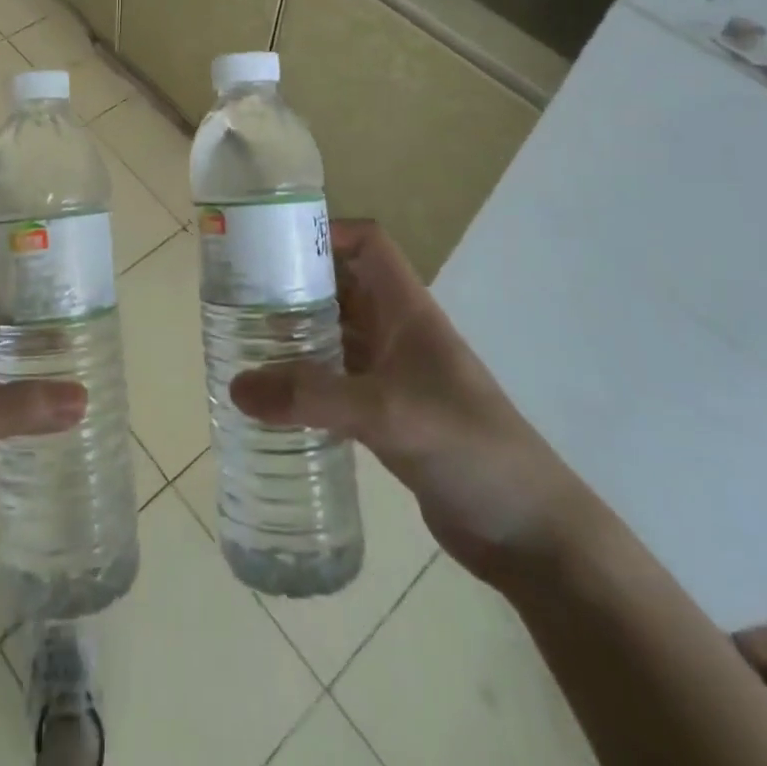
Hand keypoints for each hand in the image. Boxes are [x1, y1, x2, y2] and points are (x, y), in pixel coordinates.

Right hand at [230, 219, 594, 582]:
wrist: (530, 534)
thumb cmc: (469, 448)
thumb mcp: (388, 413)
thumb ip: (312, 397)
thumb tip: (236, 386)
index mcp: (407, 310)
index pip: (368, 244)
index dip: (328, 232)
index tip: (275, 244)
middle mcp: (398, 332)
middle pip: (342, 286)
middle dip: (296, 283)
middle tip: (240, 294)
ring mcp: (393, 375)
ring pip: (336, 334)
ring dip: (296, 333)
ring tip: (243, 339)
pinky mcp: (387, 415)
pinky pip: (336, 380)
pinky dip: (305, 380)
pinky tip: (272, 396)